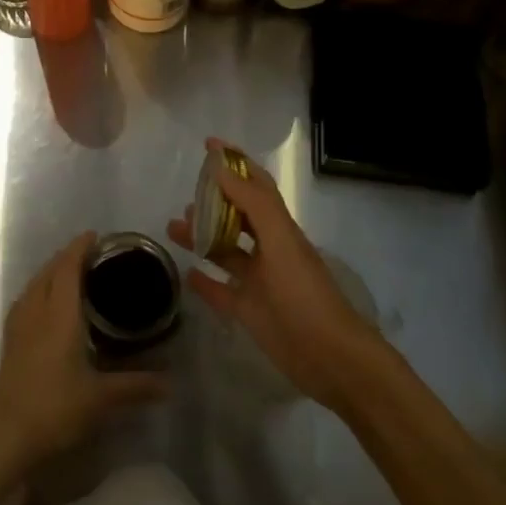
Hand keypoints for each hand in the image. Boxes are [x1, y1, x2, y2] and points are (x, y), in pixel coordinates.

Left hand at [0, 232, 166, 470]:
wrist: (4, 433)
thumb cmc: (54, 407)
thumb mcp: (101, 398)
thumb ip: (135, 386)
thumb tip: (170, 383)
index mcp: (59, 313)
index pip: (68, 268)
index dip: (80, 248)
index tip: (95, 236)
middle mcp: (37, 310)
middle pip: (49, 271)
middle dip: (67, 257)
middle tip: (90, 255)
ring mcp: (19, 325)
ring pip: (35, 284)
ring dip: (51, 272)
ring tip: (70, 274)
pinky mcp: (11, 341)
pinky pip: (26, 300)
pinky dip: (39, 290)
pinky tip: (46, 306)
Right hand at [169, 139, 376, 412]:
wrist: (331, 359)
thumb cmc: (305, 294)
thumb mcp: (280, 242)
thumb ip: (252, 203)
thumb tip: (220, 167)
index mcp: (280, 229)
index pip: (255, 185)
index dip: (235, 163)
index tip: (208, 145)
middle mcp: (269, 251)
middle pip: (237, 216)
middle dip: (213, 201)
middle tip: (186, 195)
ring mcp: (258, 282)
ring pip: (224, 251)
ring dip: (201, 236)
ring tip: (174, 227)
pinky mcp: (249, 312)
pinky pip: (220, 291)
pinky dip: (204, 280)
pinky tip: (186, 272)